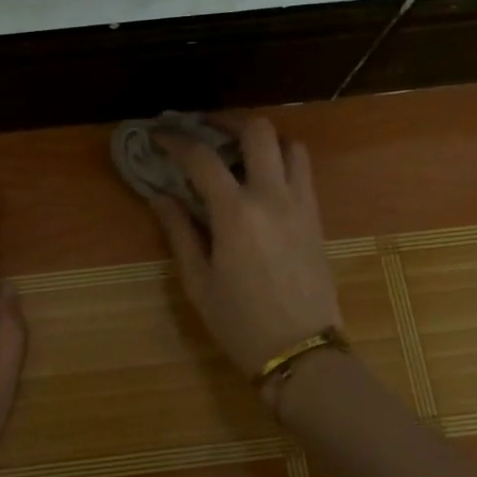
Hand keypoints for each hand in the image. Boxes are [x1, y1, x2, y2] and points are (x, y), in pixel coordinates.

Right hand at [149, 119, 343, 408]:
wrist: (302, 353)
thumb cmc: (240, 322)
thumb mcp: (198, 281)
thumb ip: (179, 232)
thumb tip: (161, 197)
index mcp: (236, 212)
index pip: (202, 157)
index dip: (176, 141)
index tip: (159, 136)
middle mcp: (272, 196)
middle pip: (258, 131)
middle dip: (227, 123)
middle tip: (204, 131)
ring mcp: (301, 204)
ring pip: (290, 145)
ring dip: (262, 140)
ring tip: (238, 152)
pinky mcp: (317, 218)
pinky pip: (303, 172)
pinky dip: (282, 161)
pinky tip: (262, 180)